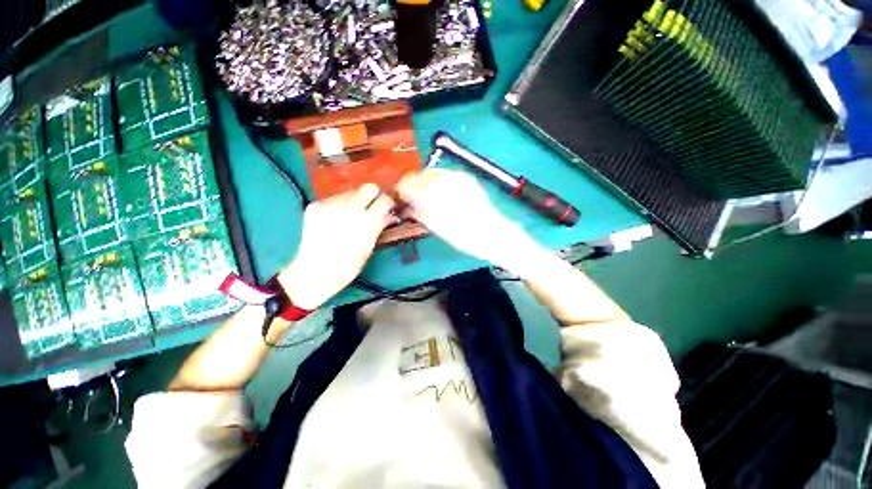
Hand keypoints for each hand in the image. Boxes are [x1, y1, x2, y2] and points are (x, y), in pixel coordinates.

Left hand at [278, 183, 395, 309]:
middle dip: (374, 195)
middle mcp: (348, 209)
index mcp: (366, 223)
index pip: (384, 200)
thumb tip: (391, 215)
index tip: (388, 207)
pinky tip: (336, 218)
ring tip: (352, 215)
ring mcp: (329, 205)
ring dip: (356, 200)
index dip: (389, 202)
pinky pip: (334, 198)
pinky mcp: (316, 206)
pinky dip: (340, 205)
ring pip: (351, 191)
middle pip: (368, 187)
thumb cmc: (348, 266)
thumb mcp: (369, 247)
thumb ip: (380, 226)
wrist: (314, 273)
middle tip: (372, 206)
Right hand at [397, 169, 535, 267]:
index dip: (400, 189)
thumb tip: (404, 204)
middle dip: (411, 184)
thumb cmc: (463, 236)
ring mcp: (457, 176)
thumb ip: (417, 212)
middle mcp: (444, 179)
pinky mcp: (466, 177)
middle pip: (419, 174)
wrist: (492, 233)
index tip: (398, 197)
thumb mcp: (436, 227)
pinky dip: (438, 180)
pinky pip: (445, 173)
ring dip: (424, 181)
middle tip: (410, 196)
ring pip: (432, 172)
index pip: (407, 183)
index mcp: (433, 193)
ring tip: (424, 194)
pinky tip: (440, 191)